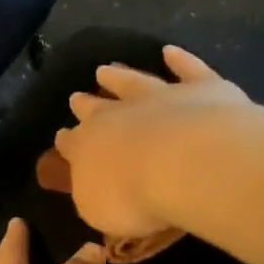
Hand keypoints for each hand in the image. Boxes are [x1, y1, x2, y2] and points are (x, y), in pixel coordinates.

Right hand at [53, 44, 253, 238]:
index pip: (72, 144)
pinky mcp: (201, 89)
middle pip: (96, 108)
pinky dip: (180, 60)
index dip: (66, 142)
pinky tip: (170, 51)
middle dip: (85, 104)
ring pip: (133, 82)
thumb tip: (93, 189)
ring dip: (118, 76)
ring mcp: (159, 97)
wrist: (189, 163)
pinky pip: (188, 70)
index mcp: (87, 148)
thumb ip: (94, 197)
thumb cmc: (136, 197)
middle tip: (76, 97)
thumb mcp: (100, 212)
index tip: (62, 138)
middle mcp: (117, 116)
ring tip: (105, 70)